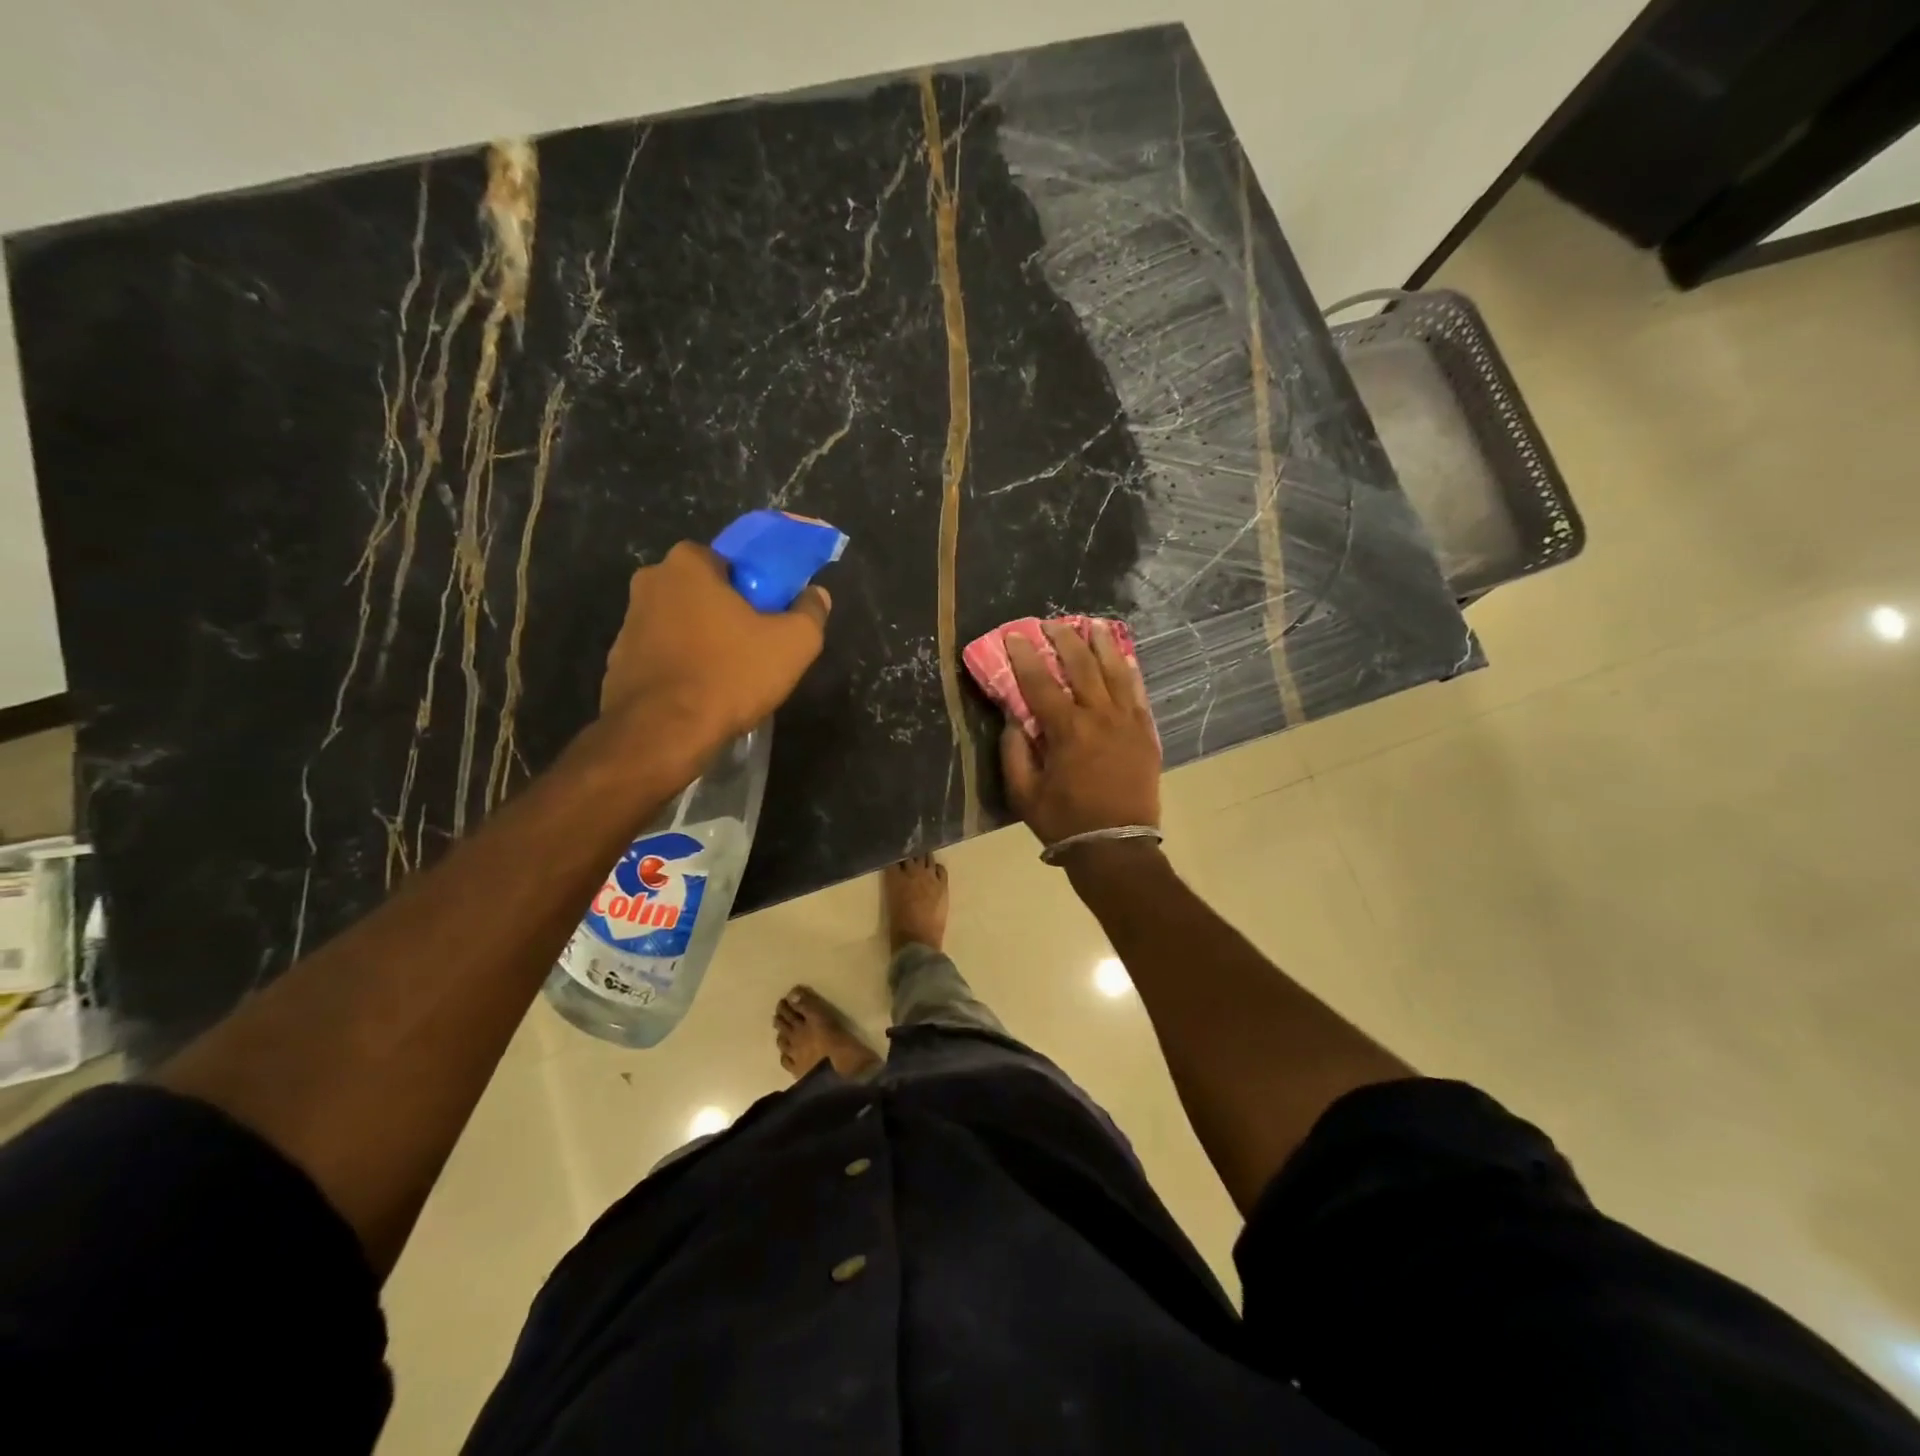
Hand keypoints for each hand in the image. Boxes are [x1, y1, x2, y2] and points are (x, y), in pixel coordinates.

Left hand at [601, 541, 830, 758]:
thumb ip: (811, 612)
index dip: (755, 587)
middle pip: (703, 591)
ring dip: (703, 641)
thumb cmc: (730, 674)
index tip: (771, 614)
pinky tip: (701, 694)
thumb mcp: (794, 643)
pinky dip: (681, 667)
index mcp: (688, 564)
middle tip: (754, 645)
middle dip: (727, 612)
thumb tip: (816, 595)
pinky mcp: (618, 662)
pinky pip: (662, 656)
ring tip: (729, 676)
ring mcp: (628, 623)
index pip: (730, 561)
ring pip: (680, 624)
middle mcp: (650, 582)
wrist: (663, 733)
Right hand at [999, 622, 1160, 849]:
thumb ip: (1014, 752)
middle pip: (1082, 665)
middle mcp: (1100, 717)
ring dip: (1102, 644)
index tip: (1014, 635)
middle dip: (1065, 639)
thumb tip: (1013, 719)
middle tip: (1052, 623)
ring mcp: (1128, 722)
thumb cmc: (1064, 822)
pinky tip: (1123, 657)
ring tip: (1092, 625)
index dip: (1024, 656)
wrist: (1116, 846)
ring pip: (1116, 671)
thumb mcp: (1024, 793)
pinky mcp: (1145, 733)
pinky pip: (1138, 693)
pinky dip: (1129, 671)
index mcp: (1067, 731)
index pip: (1040, 682)